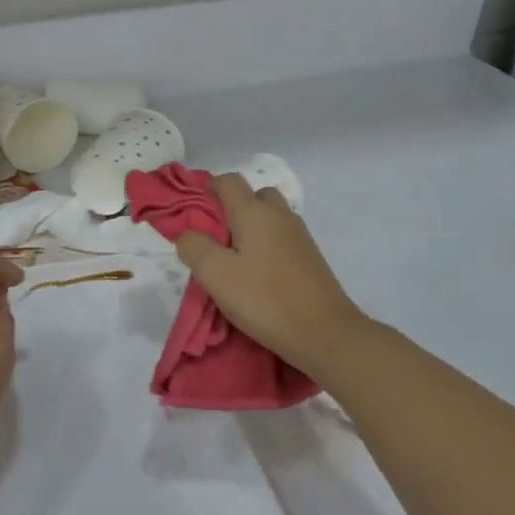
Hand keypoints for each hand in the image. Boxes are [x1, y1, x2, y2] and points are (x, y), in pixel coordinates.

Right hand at [174, 174, 369, 379]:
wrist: (325, 333)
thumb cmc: (265, 299)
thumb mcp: (215, 274)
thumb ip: (194, 247)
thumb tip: (188, 234)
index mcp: (254, 212)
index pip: (228, 181)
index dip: (206, 188)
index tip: (191, 214)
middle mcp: (279, 215)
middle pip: (253, 195)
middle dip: (230, 208)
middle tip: (214, 238)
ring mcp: (299, 235)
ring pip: (268, 217)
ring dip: (248, 228)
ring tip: (233, 259)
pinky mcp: (309, 256)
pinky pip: (280, 237)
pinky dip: (264, 244)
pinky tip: (257, 273)